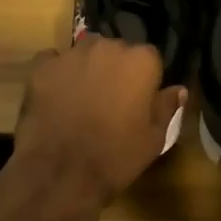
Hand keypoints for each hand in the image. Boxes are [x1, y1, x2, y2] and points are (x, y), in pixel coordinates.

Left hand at [11, 36, 183, 220]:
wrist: (59, 174)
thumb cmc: (115, 157)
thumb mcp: (154, 139)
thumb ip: (167, 107)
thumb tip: (178, 89)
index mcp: (141, 60)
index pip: (149, 59)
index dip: (144, 80)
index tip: (137, 101)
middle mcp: (108, 46)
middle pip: (116, 51)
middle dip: (115, 70)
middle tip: (109, 101)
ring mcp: (73, 54)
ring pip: (85, 53)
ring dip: (87, 69)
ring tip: (81, 99)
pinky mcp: (42, 66)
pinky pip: (54, 61)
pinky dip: (57, 74)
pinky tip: (56, 97)